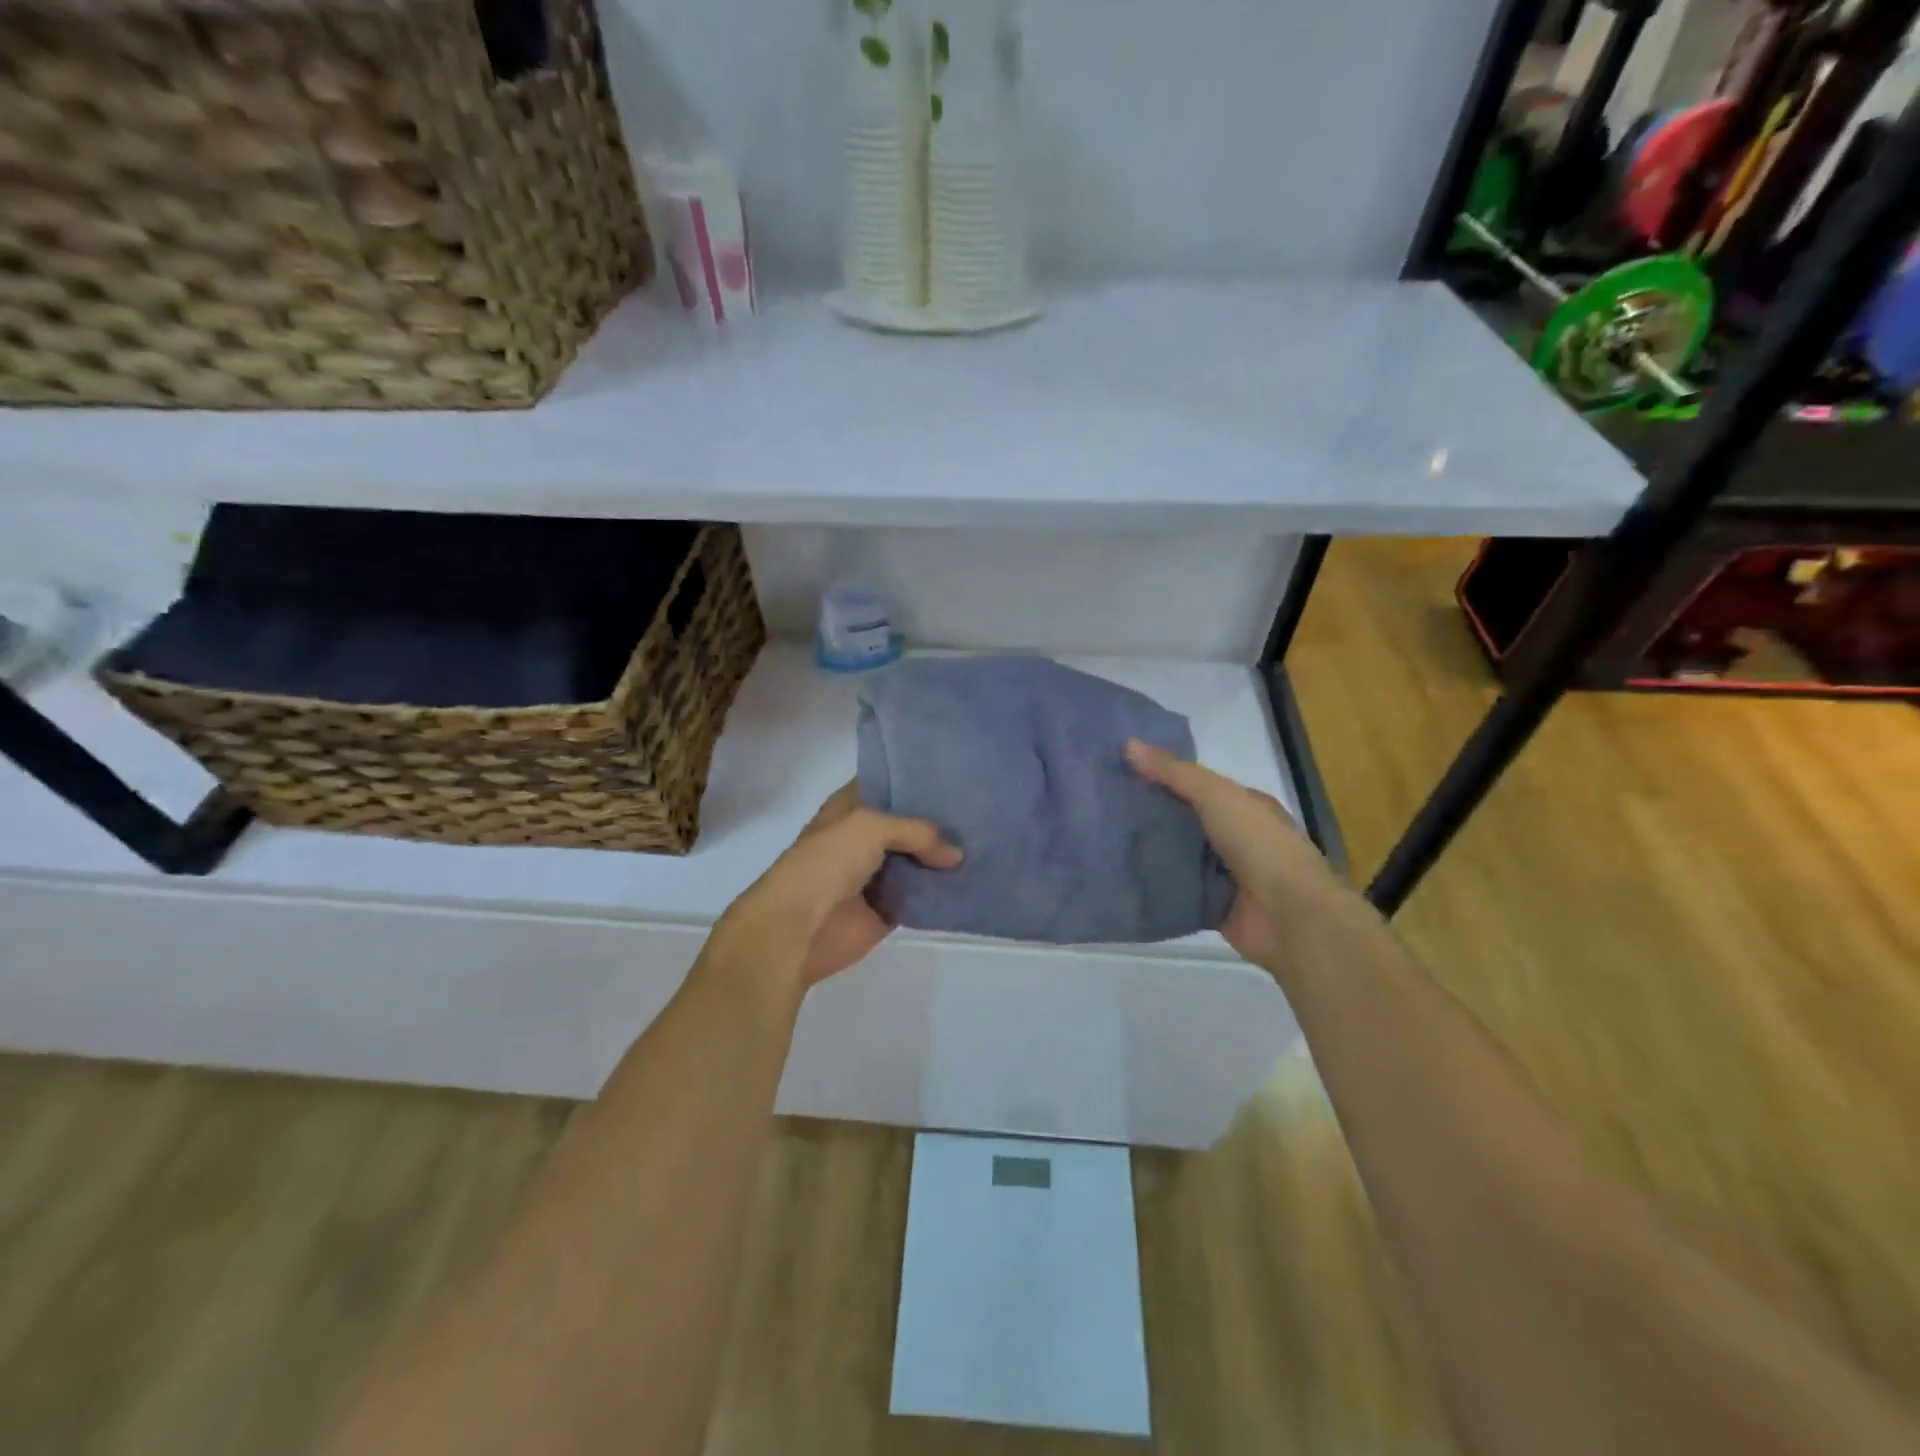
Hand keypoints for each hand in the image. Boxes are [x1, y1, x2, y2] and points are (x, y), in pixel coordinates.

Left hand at [711, 783, 961, 993]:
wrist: (799, 928)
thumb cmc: (826, 863)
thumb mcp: (870, 827)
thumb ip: (916, 831)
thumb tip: (956, 855)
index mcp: (850, 808)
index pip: (887, 784)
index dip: (916, 779)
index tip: (955, 775)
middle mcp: (863, 837)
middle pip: (909, 823)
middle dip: (939, 819)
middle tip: (981, 808)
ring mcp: (876, 874)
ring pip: (918, 859)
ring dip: (944, 856)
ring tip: (987, 842)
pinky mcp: (888, 908)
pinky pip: (922, 895)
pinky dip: (942, 890)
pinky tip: (975, 878)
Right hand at [1126, 739, 1352, 975]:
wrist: (1290, 916)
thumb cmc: (1259, 845)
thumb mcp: (1216, 795)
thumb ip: (1174, 772)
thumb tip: (1127, 744)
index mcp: (1245, 806)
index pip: (1198, 786)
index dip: (1164, 777)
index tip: (1122, 772)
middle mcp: (1237, 838)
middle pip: (1186, 821)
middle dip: (1151, 815)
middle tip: (1103, 806)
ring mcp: (1226, 875)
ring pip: (1180, 857)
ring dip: (1150, 851)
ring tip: (1104, 838)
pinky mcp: (1214, 906)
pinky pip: (1178, 891)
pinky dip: (1155, 885)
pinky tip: (1122, 876)